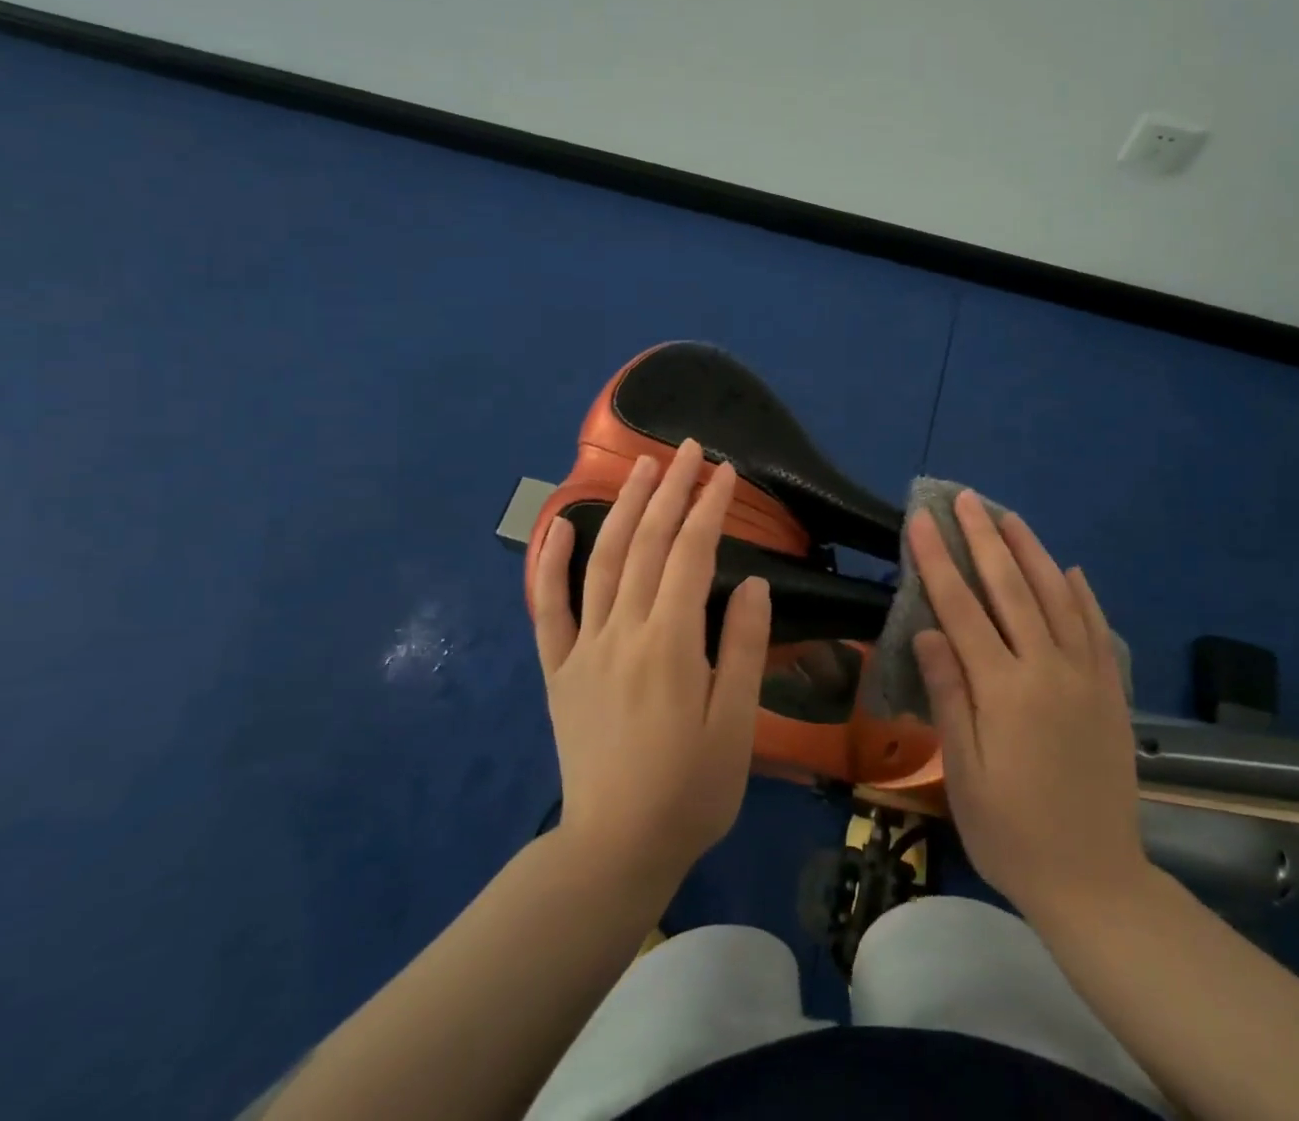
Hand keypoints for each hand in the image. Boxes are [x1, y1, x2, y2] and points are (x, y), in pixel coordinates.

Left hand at [531, 439, 770, 888]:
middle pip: (647, 544)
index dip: (709, 507)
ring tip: (641, 467)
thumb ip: (741, 648)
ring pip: (602, 561)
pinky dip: (549, 562)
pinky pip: (547, 608)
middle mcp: (622, 632)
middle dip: (670, 490)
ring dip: (623, 508)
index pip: (691, 554)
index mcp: (669, 643)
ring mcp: (584, 648)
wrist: (616, 849)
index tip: (726, 471)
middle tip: (688, 449)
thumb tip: (751, 583)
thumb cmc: (691, 790)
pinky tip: (559, 524)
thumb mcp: (736, 725)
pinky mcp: (559, 670)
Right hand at [911, 491, 1147, 920]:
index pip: (962, 607)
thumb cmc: (1011, 832)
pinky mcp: (1110, 691)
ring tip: (1010, 517)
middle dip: (984, 538)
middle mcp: (1047, 669)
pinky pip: (1096, 628)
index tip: (923, 520)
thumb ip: (949, 695)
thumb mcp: (964, 773)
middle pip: (1011, 588)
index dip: (939, 559)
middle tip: (966, 498)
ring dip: (1032, 552)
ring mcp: (1086, 676)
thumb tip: (928, 630)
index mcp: (1004, 689)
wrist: (1095, 881)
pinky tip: (1070, 570)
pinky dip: (1081, 593)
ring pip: (1057, 596)